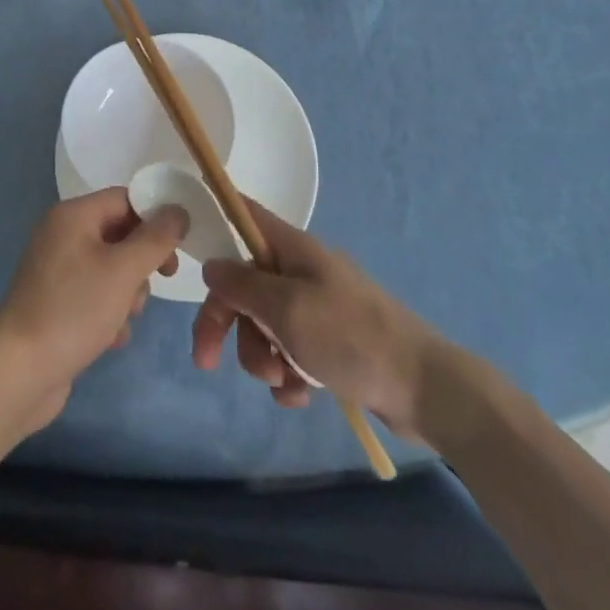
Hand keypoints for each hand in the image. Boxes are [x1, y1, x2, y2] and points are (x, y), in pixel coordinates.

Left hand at [0, 188, 186, 433]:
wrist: (20, 372)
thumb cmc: (74, 310)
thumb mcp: (123, 271)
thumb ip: (156, 238)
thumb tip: (178, 210)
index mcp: (72, 215)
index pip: (125, 199)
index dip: (155, 217)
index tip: (179, 245)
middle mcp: (61, 234)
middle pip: (119, 233)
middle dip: (141, 262)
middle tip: (161, 281)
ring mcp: (56, 270)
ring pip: (111, 268)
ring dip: (128, 292)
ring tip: (124, 317)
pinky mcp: (56, 302)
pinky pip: (95, 294)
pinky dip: (109, 311)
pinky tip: (110, 337)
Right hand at [191, 199, 481, 449]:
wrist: (423, 388)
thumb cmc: (350, 337)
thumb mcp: (286, 309)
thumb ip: (242, 285)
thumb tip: (212, 264)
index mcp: (292, 248)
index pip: (244, 214)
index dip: (215, 215)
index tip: (185, 241)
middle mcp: (301, 270)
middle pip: (243, 283)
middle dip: (228, 322)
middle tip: (208, 360)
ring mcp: (317, 307)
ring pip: (264, 324)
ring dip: (262, 356)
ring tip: (284, 380)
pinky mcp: (330, 343)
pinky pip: (290, 353)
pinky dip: (289, 375)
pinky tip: (302, 395)